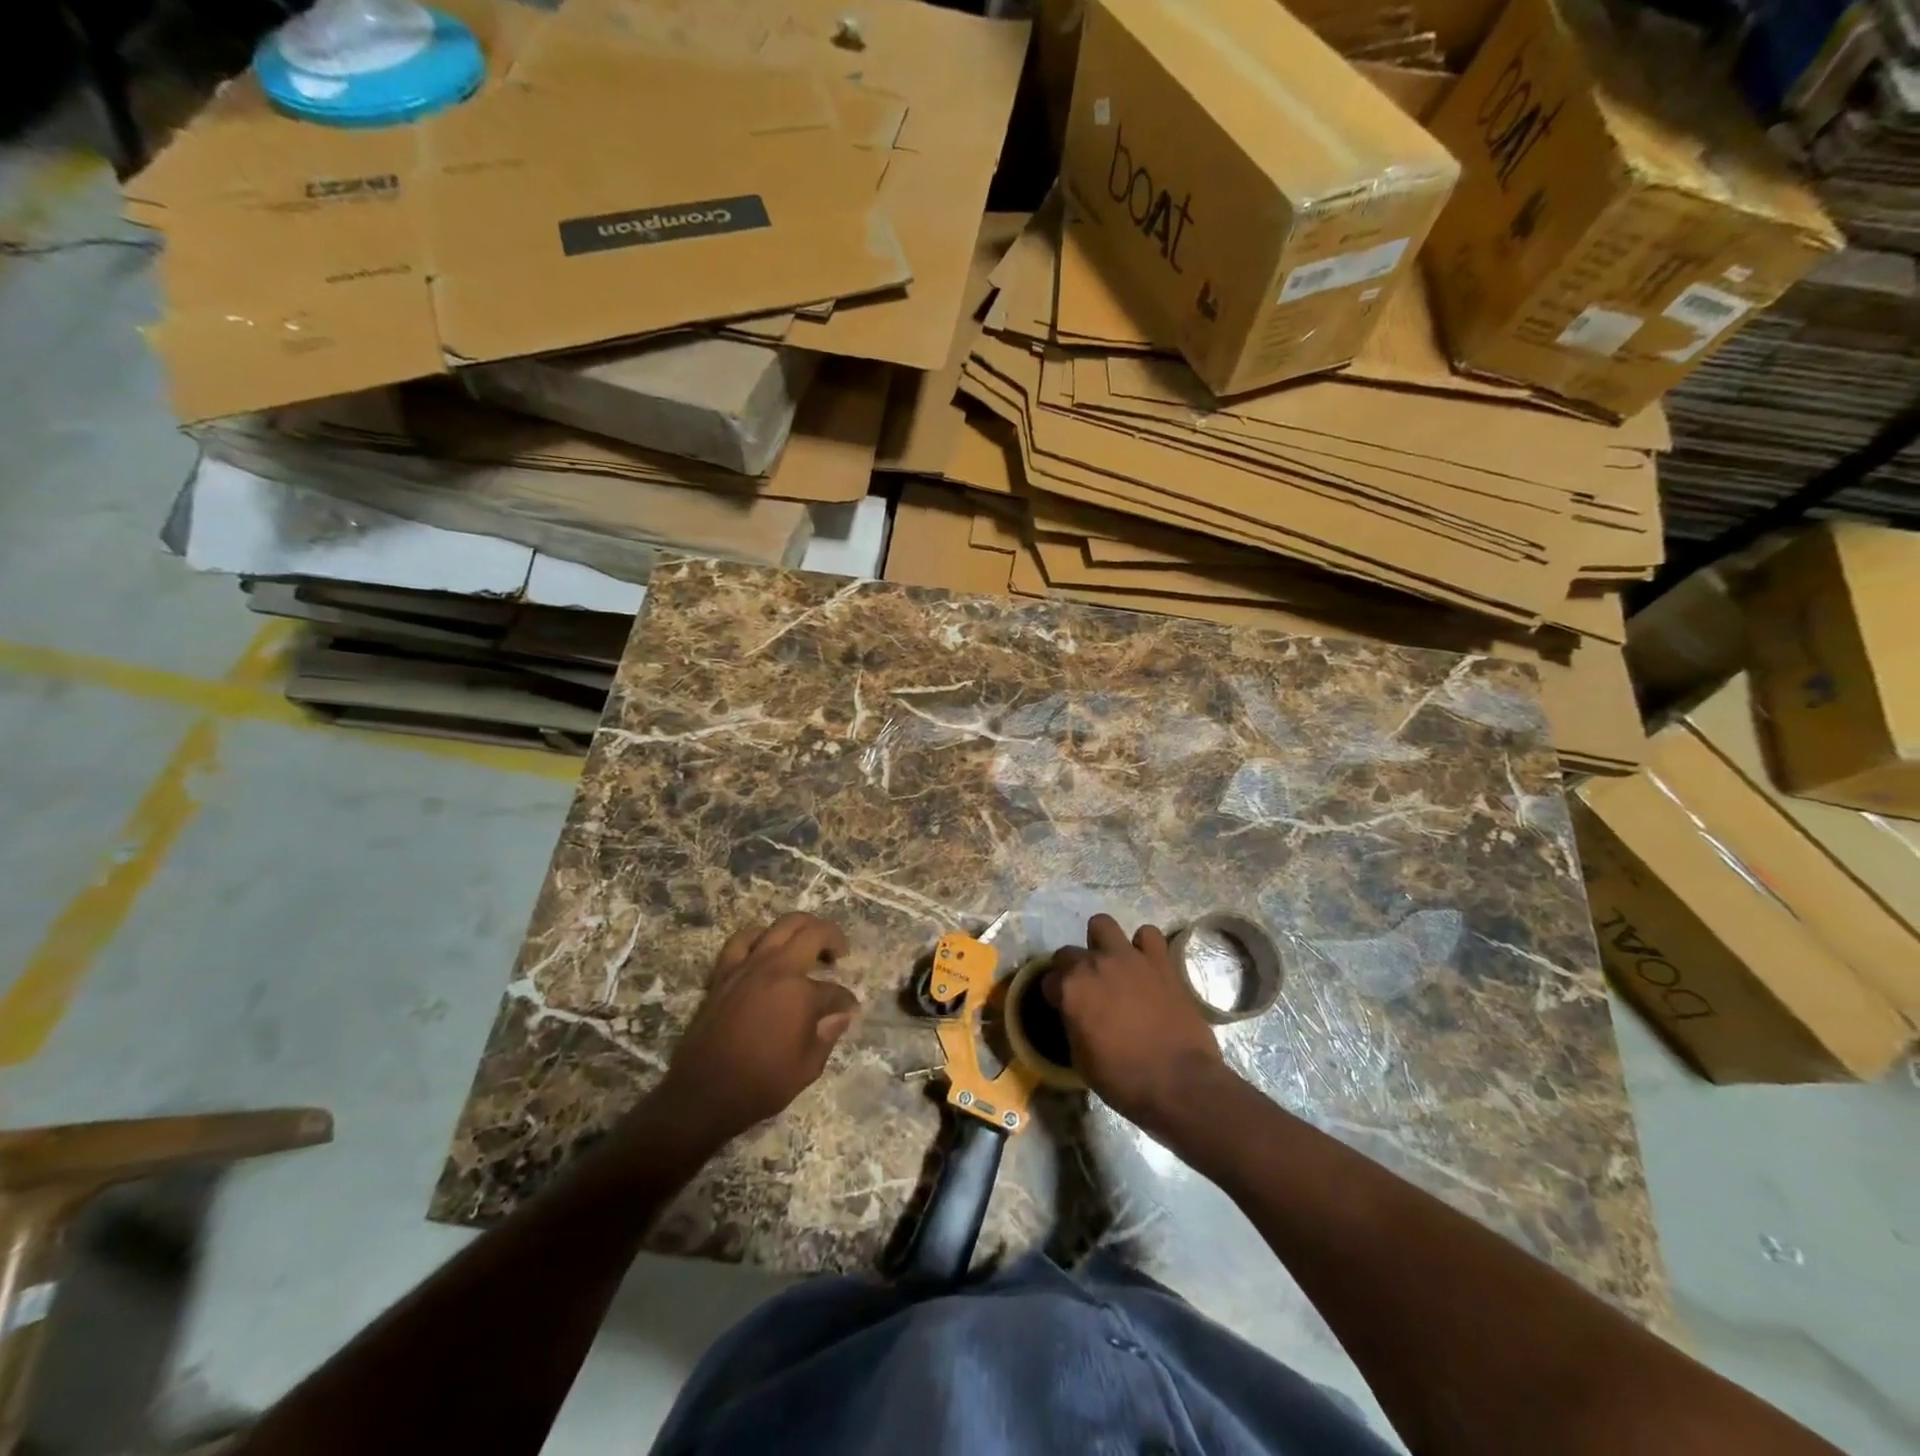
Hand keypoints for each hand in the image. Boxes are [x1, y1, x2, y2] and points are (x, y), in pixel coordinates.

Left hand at [655, 913, 858, 1141]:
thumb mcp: (807, 1068)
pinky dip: (760, 936)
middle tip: (840, 953)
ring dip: (803, 927)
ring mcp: (749, 966)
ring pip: (782, 925)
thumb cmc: (760, 1084)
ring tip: (809, 941)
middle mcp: (778, 969)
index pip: (835, 990)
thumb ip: (828, 1034)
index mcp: (802, 993)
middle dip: (834, 938)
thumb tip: (842, 1014)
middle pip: (814, 934)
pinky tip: (766, 945)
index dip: (846, 1001)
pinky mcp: (725, 972)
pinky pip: (743, 939)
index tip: (850, 1009)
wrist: (703, 1093)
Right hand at [1045, 913, 1229, 1132]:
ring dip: (1103, 943)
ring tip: (1113, 966)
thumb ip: (1074, 1025)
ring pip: (1103, 924)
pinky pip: (1147, 935)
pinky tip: (1145, 965)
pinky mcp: (1160, 961)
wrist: (1179, 1082)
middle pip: (1069, 952)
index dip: (1055, 996)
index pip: (1049, 981)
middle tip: (1085, 989)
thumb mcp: (1081, 1060)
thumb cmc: (1124, 1079)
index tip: (1062, 1008)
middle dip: (1071, 968)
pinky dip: (1143, 946)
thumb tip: (1077, 1015)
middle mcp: (1095, 964)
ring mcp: (1129, 957)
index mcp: (1071, 990)